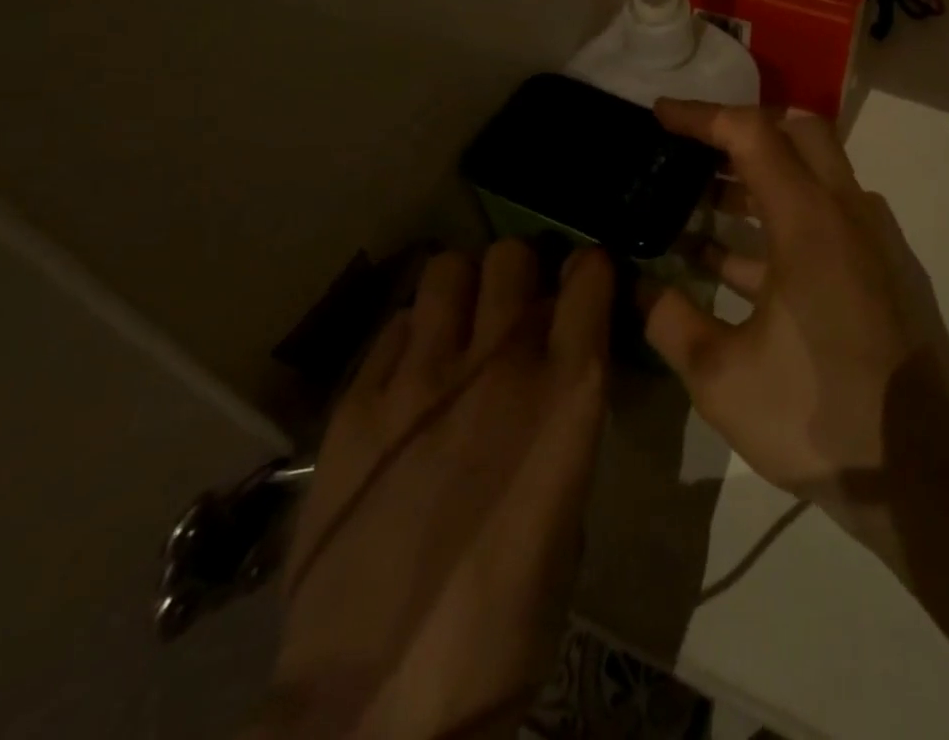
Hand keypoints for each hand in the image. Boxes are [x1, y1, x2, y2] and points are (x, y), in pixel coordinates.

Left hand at [268, 240, 612, 739]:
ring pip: (448, 269)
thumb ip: (565, 416)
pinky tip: (410, 376)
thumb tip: (555, 375)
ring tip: (459, 326)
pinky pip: (395, 325)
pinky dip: (411, 335)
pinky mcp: (358, 402)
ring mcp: (422, 375)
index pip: (590, 273)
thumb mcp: (569, 502)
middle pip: (513, 253)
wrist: (382, 699)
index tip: (583, 289)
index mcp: (568, 387)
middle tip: (515, 308)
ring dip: (463, 290)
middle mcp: (501, 360)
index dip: (589, 271)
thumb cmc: (505, 617)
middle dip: (521, 273)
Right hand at [641, 100, 948, 527]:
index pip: (752, 133)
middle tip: (691, 148)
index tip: (659, 115)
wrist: (912, 467)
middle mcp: (843, 212)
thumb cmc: (815, 410)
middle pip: (797, 133)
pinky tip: (725, 259)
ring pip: (809, 176)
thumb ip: (671, 321)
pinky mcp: (869, 271)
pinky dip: (772, 223)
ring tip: (695, 200)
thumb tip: (639, 288)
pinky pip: (817, 221)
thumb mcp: (721, 375)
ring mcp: (863, 241)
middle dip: (741, 130)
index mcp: (808, 219)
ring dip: (754, 179)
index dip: (702, 116)